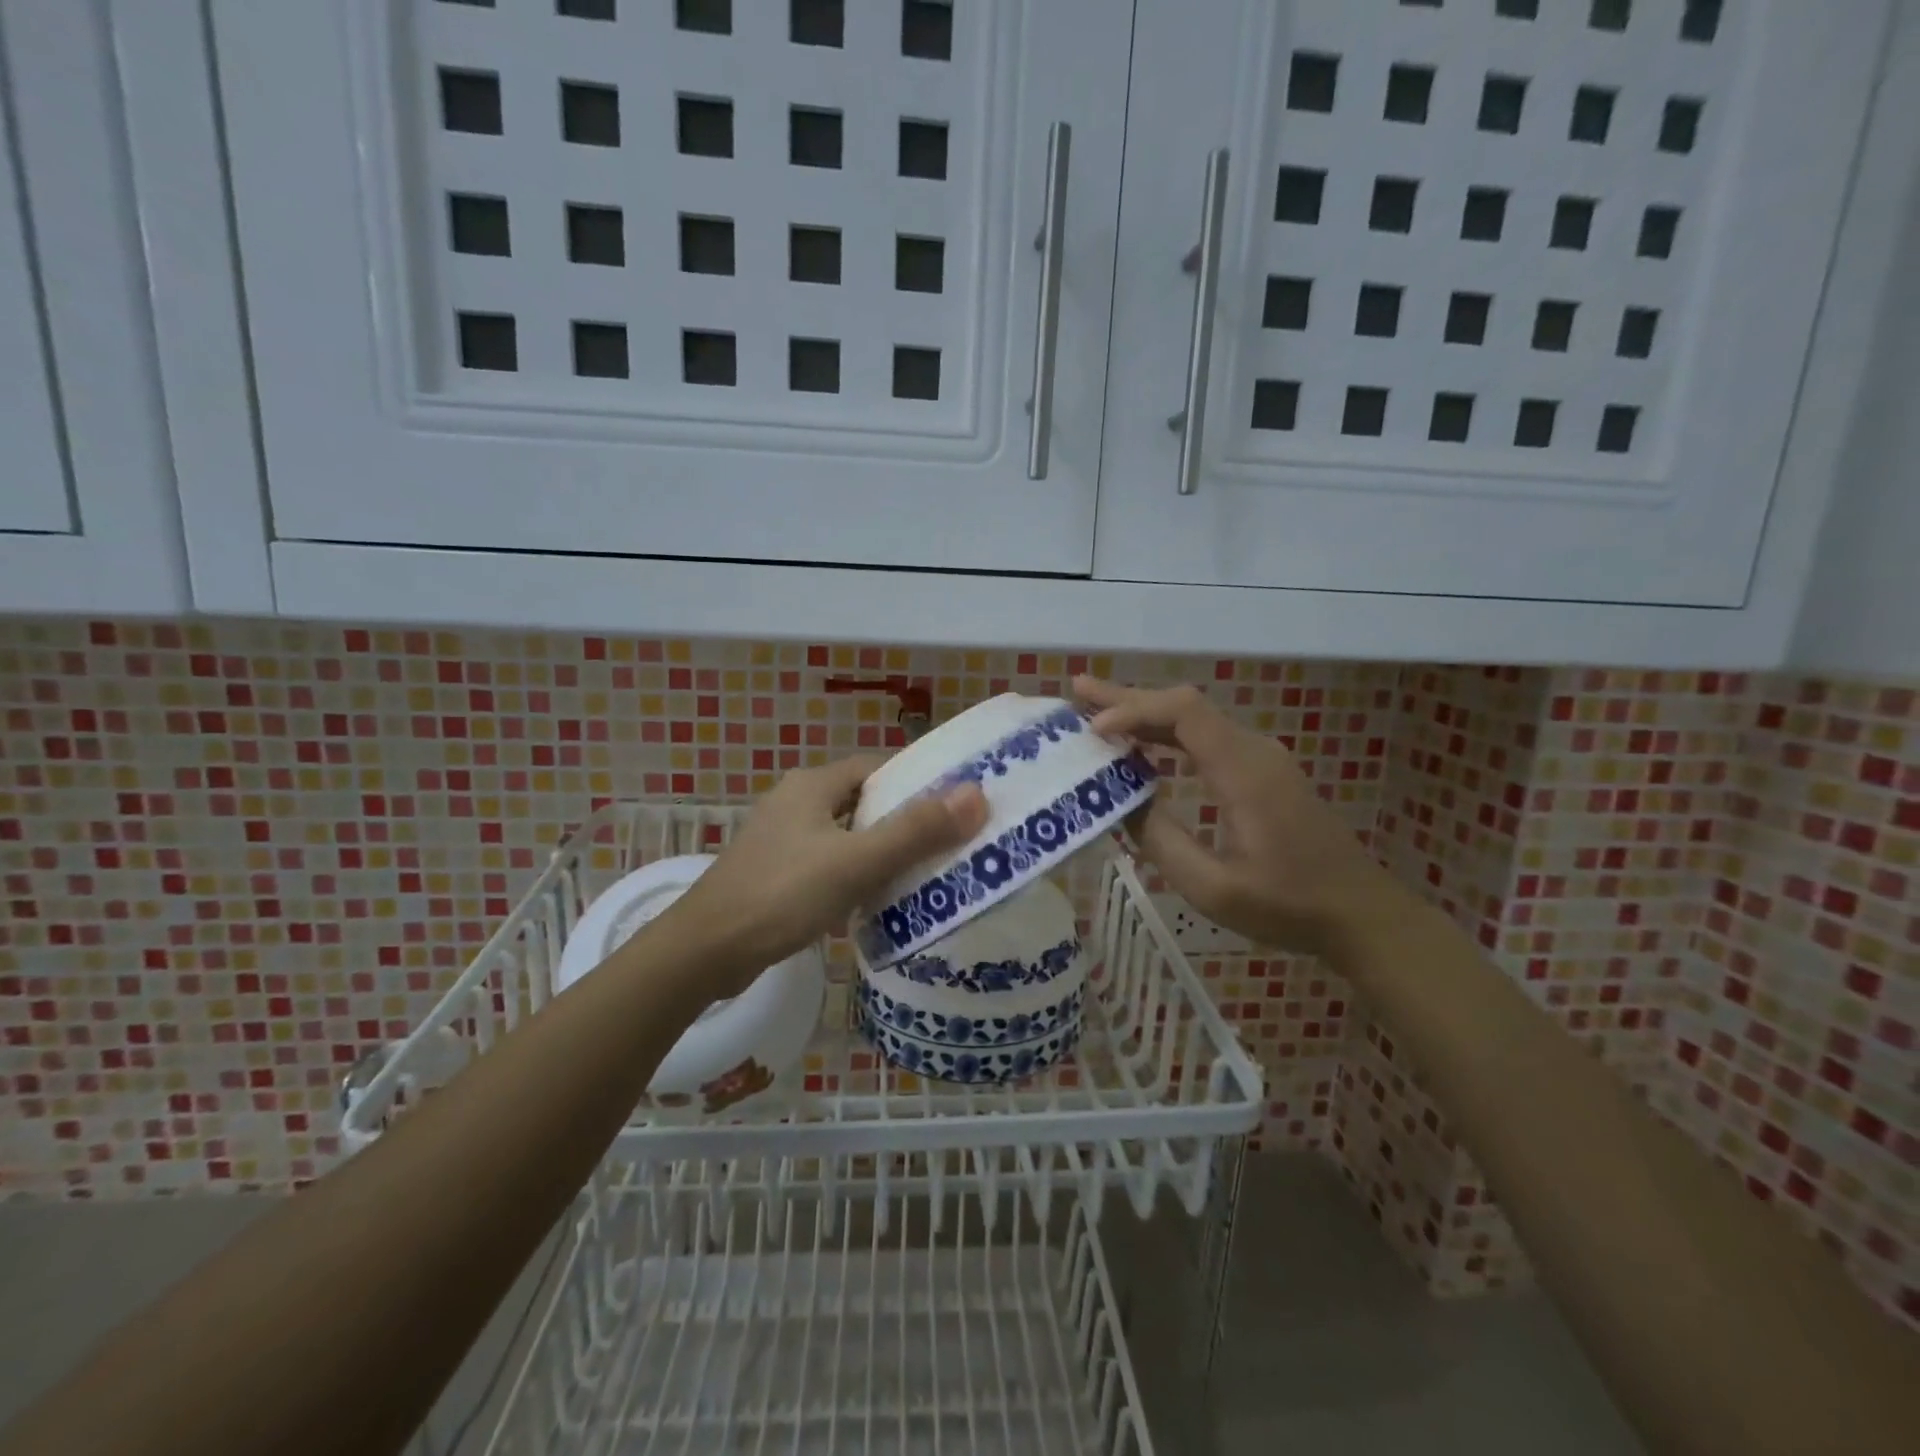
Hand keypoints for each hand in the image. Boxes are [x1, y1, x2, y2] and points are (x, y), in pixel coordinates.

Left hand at [661, 756, 988, 989]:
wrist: (705, 951)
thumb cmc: (782, 895)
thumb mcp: (856, 862)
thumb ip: (915, 830)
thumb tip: (976, 794)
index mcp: (813, 785)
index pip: (877, 769)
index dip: (917, 783)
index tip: (955, 806)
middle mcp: (795, 802)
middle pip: (863, 802)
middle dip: (904, 820)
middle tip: (949, 843)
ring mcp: (781, 838)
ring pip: (846, 835)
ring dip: (881, 850)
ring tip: (925, 873)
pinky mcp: (775, 872)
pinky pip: (828, 862)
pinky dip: (855, 874)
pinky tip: (876, 899)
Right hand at [1075, 677, 1405, 957]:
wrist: (1360, 913)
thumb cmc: (1288, 905)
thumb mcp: (1213, 886)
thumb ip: (1161, 840)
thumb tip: (1122, 802)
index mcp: (1243, 771)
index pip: (1182, 713)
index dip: (1133, 711)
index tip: (1094, 731)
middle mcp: (1253, 751)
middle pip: (1185, 705)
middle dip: (1129, 697)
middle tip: (1078, 691)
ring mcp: (1261, 759)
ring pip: (1195, 719)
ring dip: (1146, 714)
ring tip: (1098, 714)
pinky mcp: (1263, 772)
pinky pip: (1207, 738)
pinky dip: (1168, 734)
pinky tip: (1144, 747)